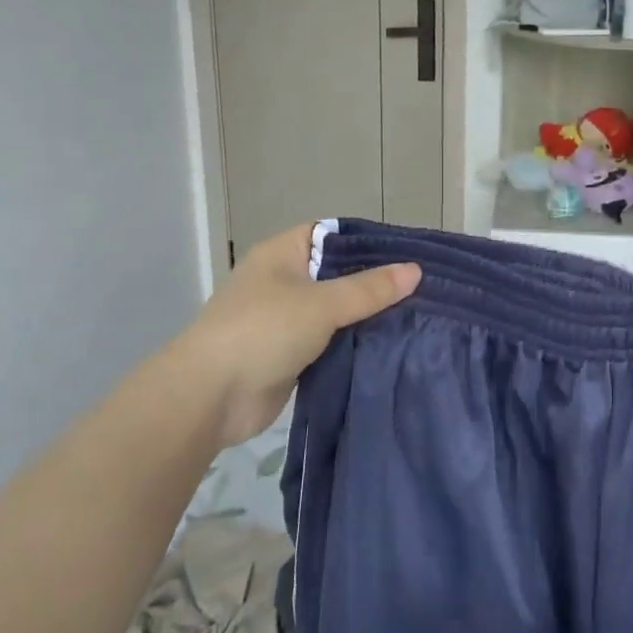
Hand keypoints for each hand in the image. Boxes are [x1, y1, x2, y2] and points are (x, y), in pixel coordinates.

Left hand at [172, 224, 420, 448]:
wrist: (209, 397)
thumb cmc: (262, 331)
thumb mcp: (322, 304)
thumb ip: (369, 289)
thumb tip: (415, 271)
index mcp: (283, 254)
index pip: (334, 235)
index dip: (370, 242)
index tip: (410, 255)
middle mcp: (284, 281)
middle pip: (338, 274)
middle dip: (375, 284)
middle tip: (422, 290)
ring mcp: (285, 319)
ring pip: (336, 311)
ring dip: (366, 317)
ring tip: (416, 317)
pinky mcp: (290, 354)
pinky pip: (330, 341)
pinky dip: (353, 344)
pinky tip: (389, 346)